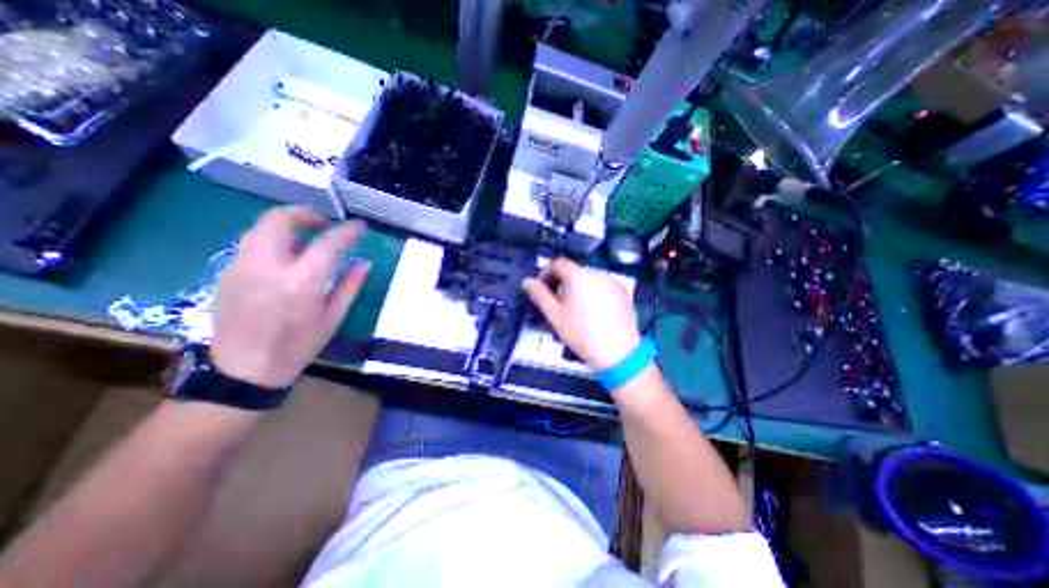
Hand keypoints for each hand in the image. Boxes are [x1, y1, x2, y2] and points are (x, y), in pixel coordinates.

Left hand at [210, 209, 368, 387]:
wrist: (244, 370)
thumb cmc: (298, 345)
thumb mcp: (333, 317)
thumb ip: (350, 285)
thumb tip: (364, 263)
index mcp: (302, 281)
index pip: (328, 242)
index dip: (348, 231)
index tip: (360, 227)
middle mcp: (268, 266)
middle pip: (280, 219)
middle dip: (306, 214)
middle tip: (324, 224)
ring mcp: (242, 267)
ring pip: (261, 227)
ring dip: (287, 224)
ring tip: (306, 236)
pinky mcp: (228, 273)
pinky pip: (252, 243)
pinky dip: (273, 240)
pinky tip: (286, 257)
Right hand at [523, 261, 637, 369]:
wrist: (618, 352)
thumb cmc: (582, 334)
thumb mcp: (555, 316)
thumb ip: (540, 295)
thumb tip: (527, 282)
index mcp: (579, 276)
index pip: (558, 263)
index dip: (546, 273)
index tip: (542, 288)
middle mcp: (597, 273)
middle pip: (574, 271)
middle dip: (563, 283)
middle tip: (558, 303)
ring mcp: (612, 281)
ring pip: (588, 278)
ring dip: (578, 287)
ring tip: (577, 309)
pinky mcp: (623, 291)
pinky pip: (602, 285)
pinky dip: (593, 292)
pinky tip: (594, 312)